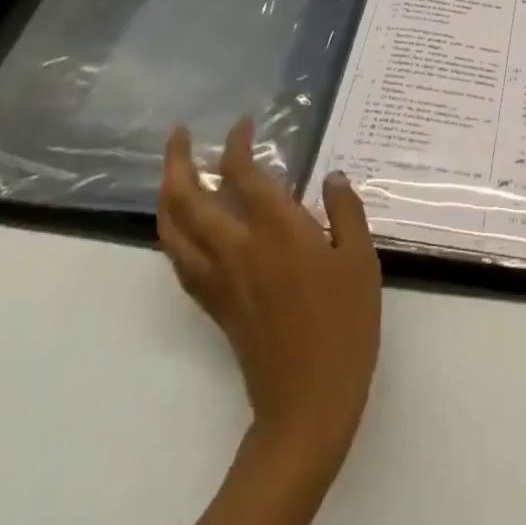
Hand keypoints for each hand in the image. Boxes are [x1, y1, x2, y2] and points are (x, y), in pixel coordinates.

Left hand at [157, 120, 381, 466]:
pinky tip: (184, 228)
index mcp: (277, 230)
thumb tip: (331, 178)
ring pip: (172, 230)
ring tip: (170, 173)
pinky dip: (173, 232)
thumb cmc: (344, 323)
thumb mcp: (360, 259)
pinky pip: (179, 259)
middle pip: (188, 198)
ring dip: (165, 195)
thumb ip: (346, 211)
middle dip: (177, 160)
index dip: (236, 144)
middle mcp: (237, 248)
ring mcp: (218, 279)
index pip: (242, 174)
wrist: (308, 400)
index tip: (242, 125)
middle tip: (178, 135)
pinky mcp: (214, 304)